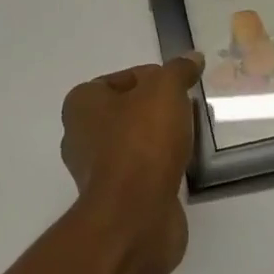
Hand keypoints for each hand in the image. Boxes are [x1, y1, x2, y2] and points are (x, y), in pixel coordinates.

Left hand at [59, 53, 203, 273]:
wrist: (135, 215)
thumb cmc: (142, 142)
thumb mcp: (165, 91)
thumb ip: (179, 70)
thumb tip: (193, 58)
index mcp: (81, 104)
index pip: (122, 79)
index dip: (154, 78)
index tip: (180, 87)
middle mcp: (80, 135)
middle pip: (128, 111)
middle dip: (158, 109)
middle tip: (188, 110)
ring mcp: (95, 171)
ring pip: (135, 142)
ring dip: (160, 139)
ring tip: (190, 137)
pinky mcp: (114, 199)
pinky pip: (141, 171)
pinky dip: (160, 166)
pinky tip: (182, 165)